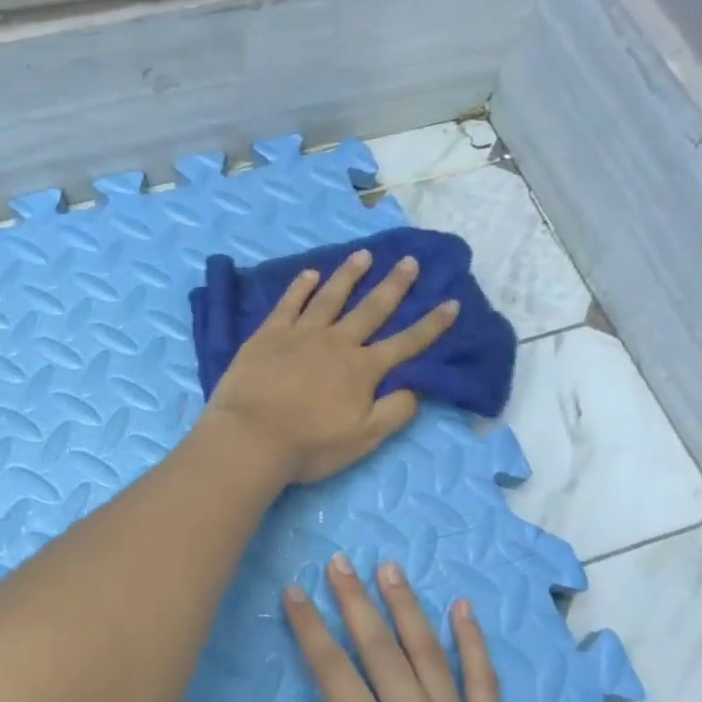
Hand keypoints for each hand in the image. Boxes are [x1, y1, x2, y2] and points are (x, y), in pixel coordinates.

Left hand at [202, 250, 458, 484]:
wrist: (250, 437)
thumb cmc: (309, 445)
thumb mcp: (363, 439)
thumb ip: (394, 412)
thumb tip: (416, 388)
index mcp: (362, 369)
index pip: (406, 343)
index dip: (431, 325)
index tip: (451, 302)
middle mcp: (336, 343)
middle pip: (371, 309)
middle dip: (394, 285)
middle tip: (410, 260)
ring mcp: (300, 334)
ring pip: (330, 297)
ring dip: (349, 275)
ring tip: (363, 255)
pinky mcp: (268, 335)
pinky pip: (289, 303)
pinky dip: (301, 287)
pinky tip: (310, 274)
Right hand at [251, 556, 544, 701]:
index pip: (332, 670)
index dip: (310, 627)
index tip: (295, 592)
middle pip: (379, 647)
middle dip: (354, 600)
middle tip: (338, 561)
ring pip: (428, 651)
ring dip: (405, 605)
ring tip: (388, 568)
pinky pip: (484, 680)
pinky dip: (473, 641)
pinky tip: (463, 608)